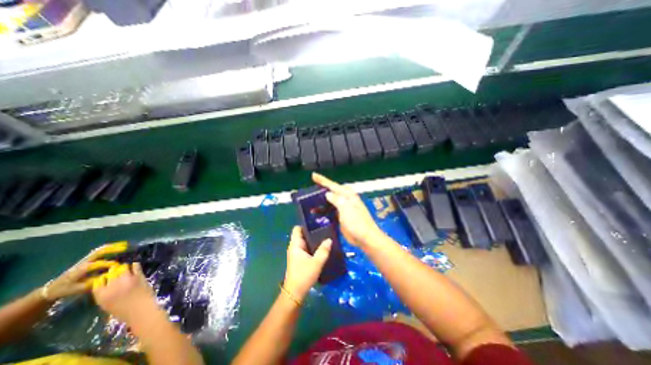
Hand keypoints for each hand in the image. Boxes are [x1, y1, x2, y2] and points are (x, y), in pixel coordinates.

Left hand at [43, 243, 127, 299]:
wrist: (52, 288)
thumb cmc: (67, 289)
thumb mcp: (79, 289)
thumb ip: (94, 282)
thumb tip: (109, 276)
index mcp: (81, 270)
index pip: (97, 264)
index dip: (108, 264)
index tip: (119, 264)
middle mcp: (84, 262)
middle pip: (100, 252)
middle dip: (114, 249)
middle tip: (127, 247)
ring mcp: (85, 259)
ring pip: (101, 249)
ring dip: (113, 246)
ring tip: (125, 245)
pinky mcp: (88, 259)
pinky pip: (100, 251)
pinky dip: (110, 247)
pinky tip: (118, 246)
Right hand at [92, 261, 161, 326]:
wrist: (141, 309)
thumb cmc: (124, 311)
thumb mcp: (107, 305)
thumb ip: (105, 294)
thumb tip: (107, 284)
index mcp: (101, 296)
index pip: (97, 282)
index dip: (102, 278)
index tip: (106, 276)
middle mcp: (112, 286)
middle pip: (110, 273)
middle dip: (113, 271)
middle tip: (116, 270)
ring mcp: (126, 279)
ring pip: (122, 268)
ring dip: (124, 267)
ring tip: (126, 267)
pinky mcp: (138, 276)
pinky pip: (135, 266)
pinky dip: (135, 265)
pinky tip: (134, 265)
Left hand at [286, 227, 332, 300]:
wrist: (295, 292)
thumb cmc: (304, 275)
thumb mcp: (316, 262)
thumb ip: (324, 250)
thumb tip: (329, 239)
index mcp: (295, 245)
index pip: (297, 229)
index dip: (305, 224)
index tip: (316, 223)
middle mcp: (294, 247)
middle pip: (302, 234)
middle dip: (312, 231)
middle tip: (324, 229)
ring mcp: (296, 253)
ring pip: (305, 241)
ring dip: (313, 239)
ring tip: (325, 236)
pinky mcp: (299, 259)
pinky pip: (306, 248)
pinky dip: (312, 246)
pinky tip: (321, 247)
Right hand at [312, 173, 382, 247]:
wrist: (365, 238)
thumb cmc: (357, 223)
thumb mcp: (346, 208)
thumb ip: (337, 199)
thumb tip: (328, 194)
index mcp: (348, 195)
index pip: (333, 185)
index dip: (322, 180)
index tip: (313, 176)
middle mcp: (345, 200)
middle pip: (331, 191)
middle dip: (322, 188)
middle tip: (311, 187)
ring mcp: (343, 208)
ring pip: (330, 201)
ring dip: (321, 201)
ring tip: (310, 201)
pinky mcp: (341, 217)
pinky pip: (330, 210)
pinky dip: (324, 210)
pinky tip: (317, 212)